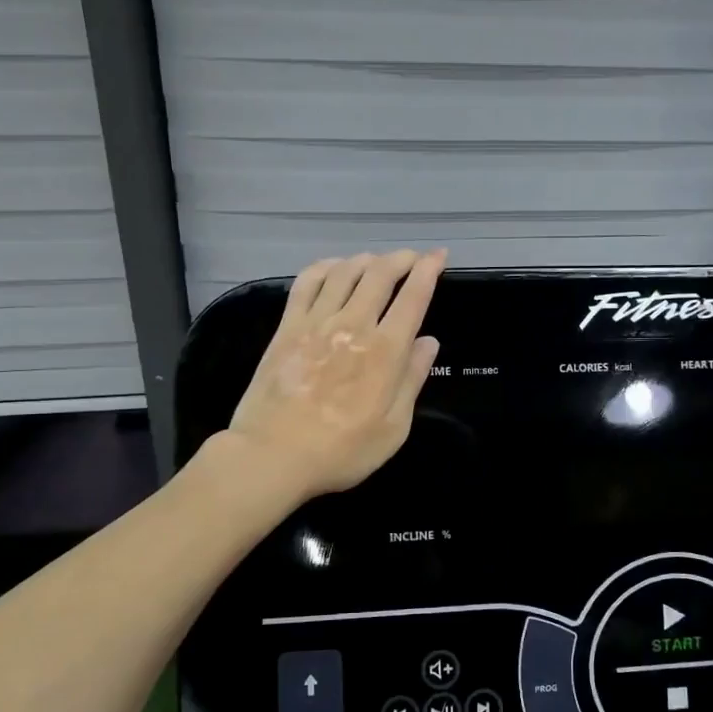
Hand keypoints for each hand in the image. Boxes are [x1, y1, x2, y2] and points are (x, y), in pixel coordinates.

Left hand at [223, 249, 445, 502]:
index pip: (413, 297)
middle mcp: (354, 325)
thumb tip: (429, 342)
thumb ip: (412, 380)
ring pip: (344, 271)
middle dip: (400, 259)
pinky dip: (325, 267)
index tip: (438, 256)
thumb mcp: (393, 428)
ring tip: (376, 262)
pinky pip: (307, 283)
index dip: (428, 270)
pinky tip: (334, 268)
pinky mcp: (287, 327)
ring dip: (365, 260)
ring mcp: (316, 322)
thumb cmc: (342, 451)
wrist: (273, 455)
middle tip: (411, 258)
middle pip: (380, 274)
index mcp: (386, 351)